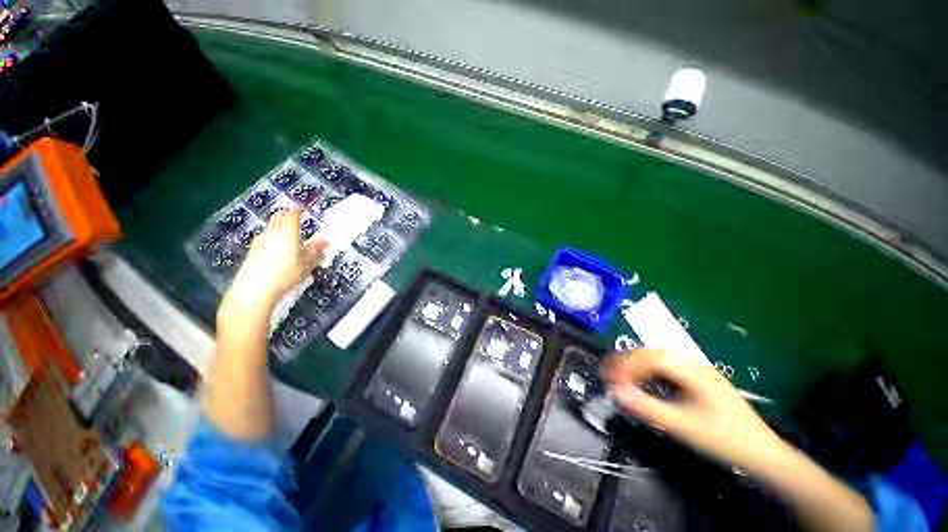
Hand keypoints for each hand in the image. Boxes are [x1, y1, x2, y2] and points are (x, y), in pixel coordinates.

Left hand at [225, 207, 325, 311]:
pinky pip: (265, 238)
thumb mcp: (306, 264)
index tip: (303, 207)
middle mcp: (271, 233)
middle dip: (286, 214)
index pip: (291, 215)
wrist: (254, 290)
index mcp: (287, 233)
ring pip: (270, 227)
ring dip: (279, 226)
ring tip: (288, 232)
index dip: (297, 209)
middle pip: (278, 218)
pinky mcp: (252, 251)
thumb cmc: (285, 275)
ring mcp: (259, 241)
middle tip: (294, 216)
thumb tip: (324, 240)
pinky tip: (277, 247)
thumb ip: (314, 250)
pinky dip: (273, 237)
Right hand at [604, 349, 873, 531]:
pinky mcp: (698, 380)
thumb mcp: (685, 427)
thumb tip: (615, 392)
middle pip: (653, 353)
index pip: (651, 357)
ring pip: (659, 358)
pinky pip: (666, 367)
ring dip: (636, 364)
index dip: (626, 364)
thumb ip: (648, 408)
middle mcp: (694, 364)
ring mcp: (697, 370)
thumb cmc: (725, 440)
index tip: (608, 376)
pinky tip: (642, 381)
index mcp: (693, 370)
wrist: (764, 455)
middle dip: (627, 361)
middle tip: (608, 373)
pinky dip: (648, 371)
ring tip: (619, 375)